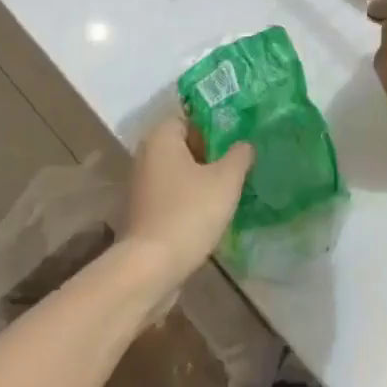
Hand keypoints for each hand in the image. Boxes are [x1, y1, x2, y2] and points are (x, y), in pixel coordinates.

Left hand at [122, 119, 252, 284]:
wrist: (149, 269)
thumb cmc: (189, 213)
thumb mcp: (226, 179)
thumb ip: (240, 155)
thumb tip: (244, 145)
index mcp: (161, 137)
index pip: (191, 117)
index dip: (216, 125)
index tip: (239, 137)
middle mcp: (146, 156)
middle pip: (185, 144)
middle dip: (213, 152)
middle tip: (241, 161)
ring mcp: (142, 186)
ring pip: (180, 171)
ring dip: (203, 177)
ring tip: (232, 186)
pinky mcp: (143, 213)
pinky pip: (173, 194)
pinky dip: (191, 198)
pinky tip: (213, 210)